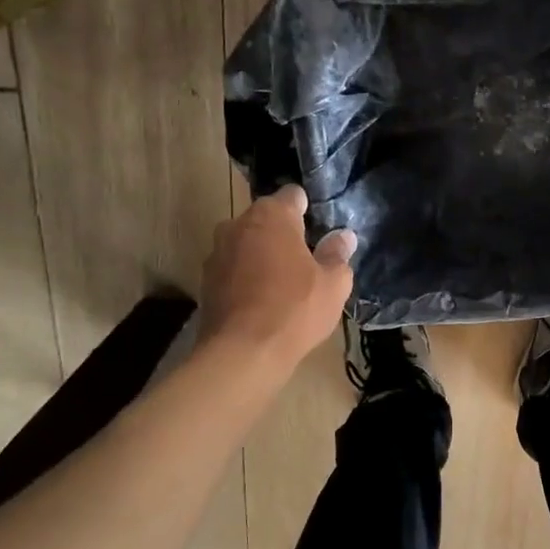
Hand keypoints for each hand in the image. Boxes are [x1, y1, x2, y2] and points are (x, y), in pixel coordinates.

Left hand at [201, 185, 355, 369]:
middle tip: (306, 262)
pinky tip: (262, 303)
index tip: (320, 232)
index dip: (308, 210)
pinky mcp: (205, 281)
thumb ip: (338, 254)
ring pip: (247, 245)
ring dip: (262, 256)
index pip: (293, 196)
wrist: (243, 352)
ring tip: (283, 285)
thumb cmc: (295, 309)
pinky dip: (246, 278)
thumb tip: (343, 236)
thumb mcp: (333, 284)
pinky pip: (234, 270)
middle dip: (284, 235)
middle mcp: (237, 224)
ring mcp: (217, 252)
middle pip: (266, 220)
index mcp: (271, 215)